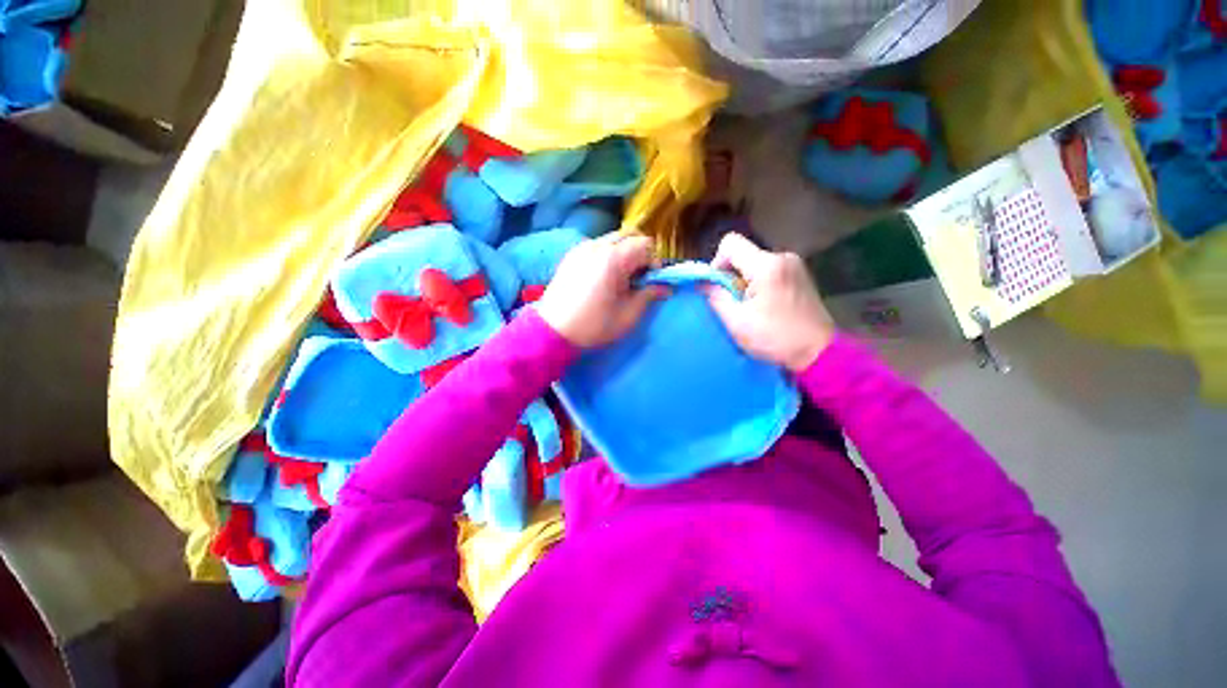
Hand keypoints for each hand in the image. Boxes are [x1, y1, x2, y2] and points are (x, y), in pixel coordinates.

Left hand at [535, 233, 666, 347]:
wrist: (552, 330)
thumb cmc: (593, 325)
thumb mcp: (628, 316)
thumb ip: (649, 295)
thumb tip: (665, 287)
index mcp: (613, 259)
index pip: (646, 244)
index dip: (654, 261)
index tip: (650, 281)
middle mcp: (597, 245)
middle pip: (630, 234)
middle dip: (641, 252)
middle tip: (638, 277)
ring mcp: (582, 247)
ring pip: (614, 238)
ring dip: (625, 252)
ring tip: (621, 278)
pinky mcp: (572, 254)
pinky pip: (598, 244)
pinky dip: (609, 254)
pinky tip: (604, 276)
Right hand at [706, 233, 835, 371]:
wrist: (819, 353)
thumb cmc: (775, 338)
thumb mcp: (737, 321)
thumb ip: (716, 297)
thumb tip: (702, 282)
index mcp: (767, 265)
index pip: (730, 243)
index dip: (717, 263)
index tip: (719, 288)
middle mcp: (783, 257)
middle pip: (743, 254)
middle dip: (731, 276)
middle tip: (733, 304)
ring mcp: (794, 265)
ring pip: (754, 263)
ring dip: (744, 282)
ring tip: (750, 308)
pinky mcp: (799, 275)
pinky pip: (768, 271)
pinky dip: (759, 285)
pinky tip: (764, 307)